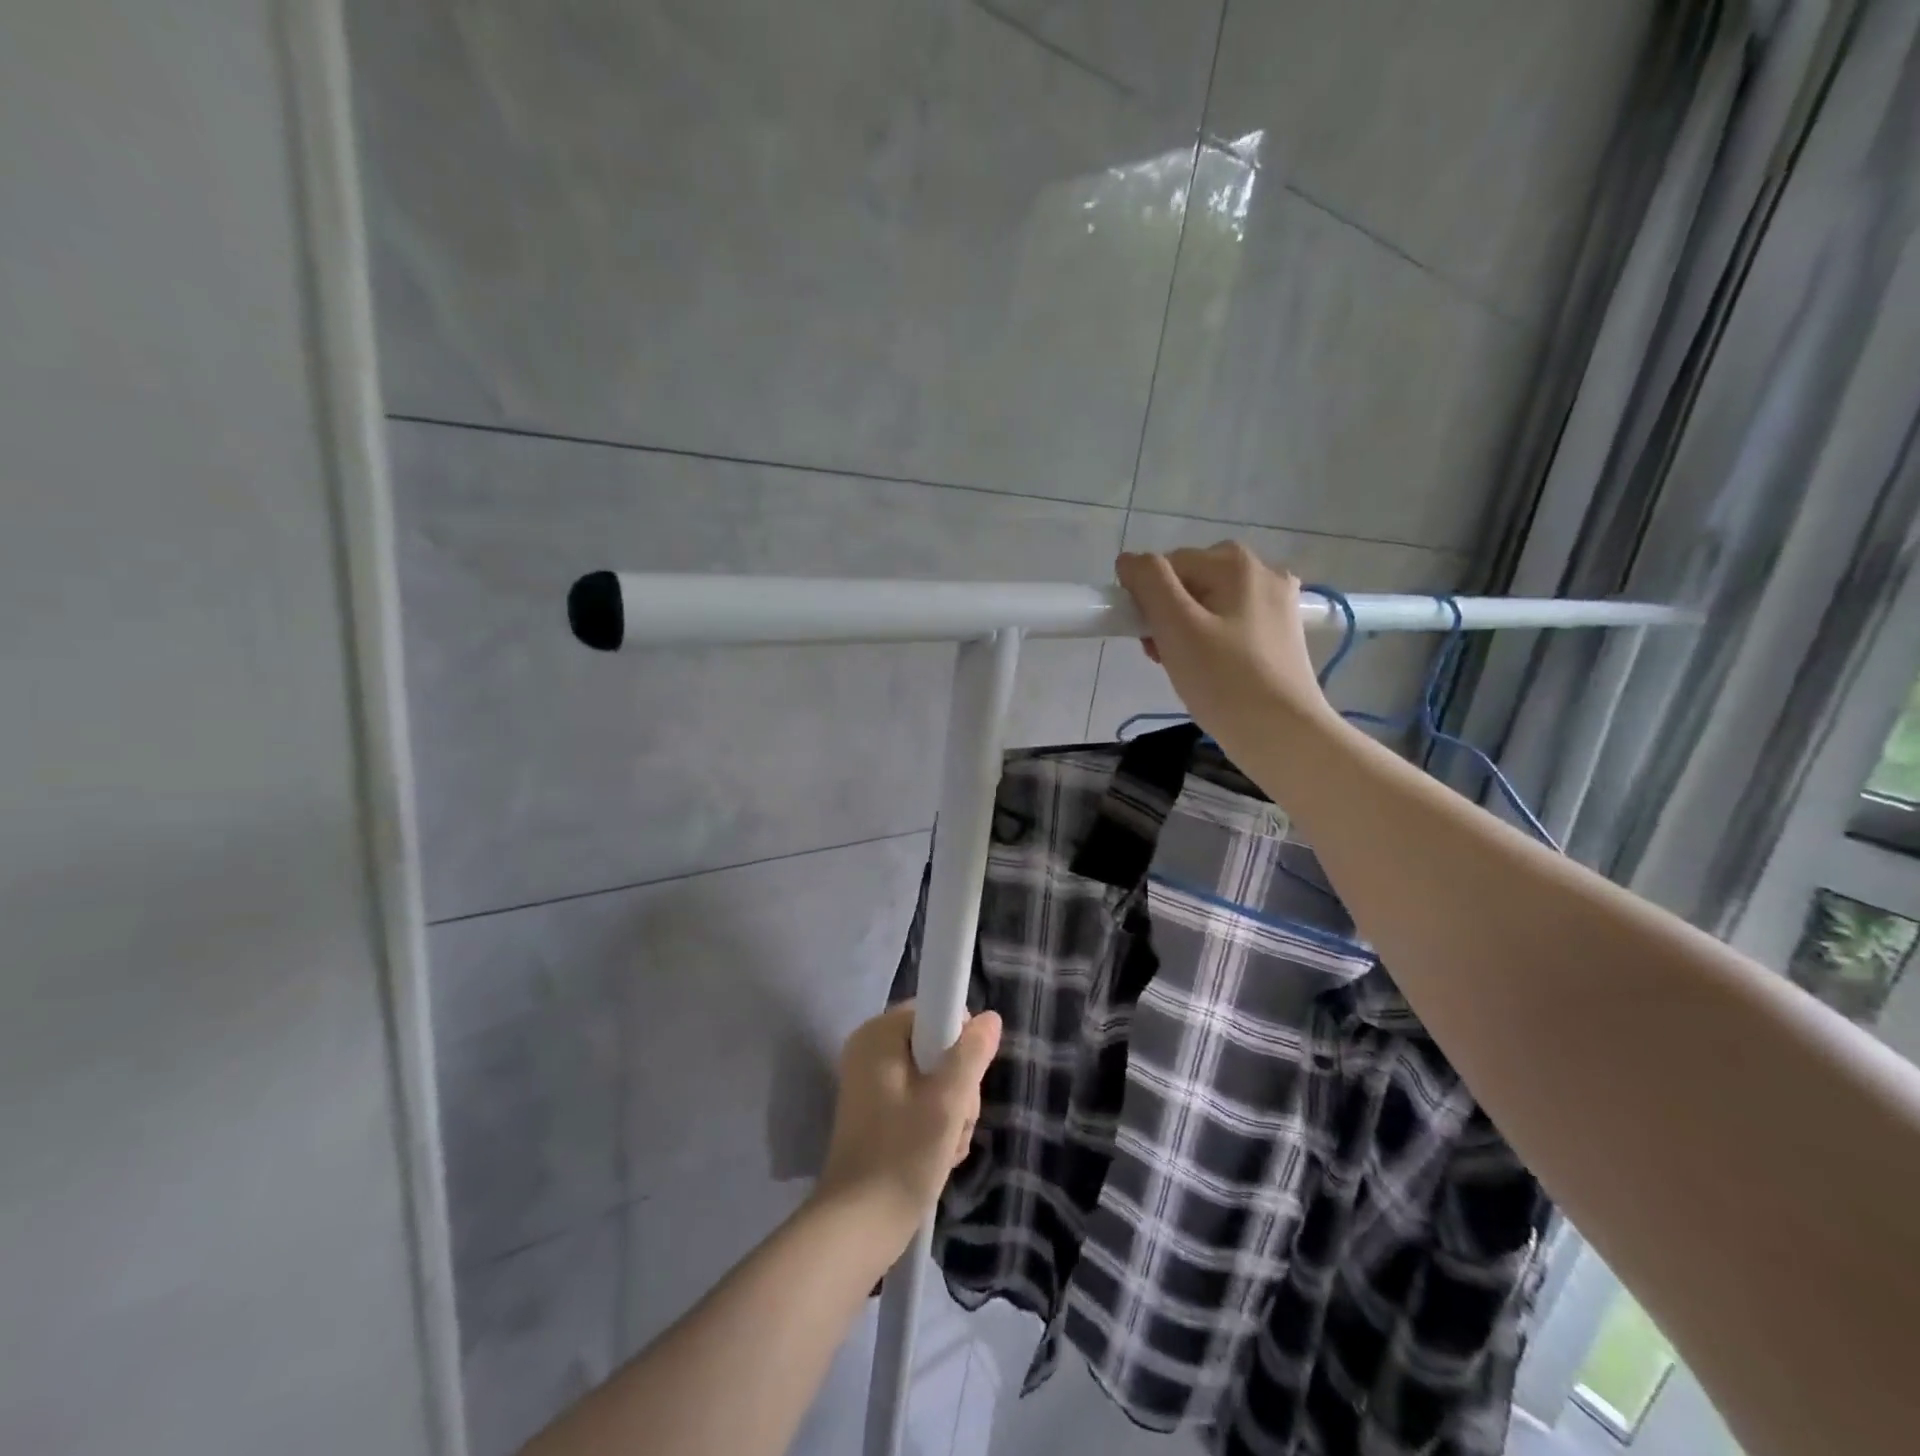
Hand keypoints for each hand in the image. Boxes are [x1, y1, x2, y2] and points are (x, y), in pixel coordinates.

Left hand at [813, 1004, 1002, 1248]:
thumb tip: (990, 1017)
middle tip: (956, 1121)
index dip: (960, 1043)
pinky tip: (940, 1154)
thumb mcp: (947, 1101)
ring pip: (935, 1077)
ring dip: (953, 1111)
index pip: (937, 1011)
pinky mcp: (877, 1113)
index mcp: (879, 1034)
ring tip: (948, 1145)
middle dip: (959, 1085)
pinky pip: (921, 1101)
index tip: (964, 1081)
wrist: (858, 1228)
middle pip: (938, 1046)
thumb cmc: (902, 1155)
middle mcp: (871, 1050)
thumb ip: (971, 1053)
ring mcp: (872, 1083)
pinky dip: (936, 1124)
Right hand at [1115, 543, 1335, 755]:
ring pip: (1209, 605)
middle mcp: (1263, 571)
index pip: (1167, 566)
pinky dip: (1213, 642)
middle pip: (1190, 583)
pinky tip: (1214, 671)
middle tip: (1166, 657)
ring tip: (1189, 669)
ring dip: (1187, 632)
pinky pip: (1232, 624)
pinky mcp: (1283, 633)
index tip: (1150, 641)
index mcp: (1235, 562)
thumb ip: (1149, 582)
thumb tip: (1129, 561)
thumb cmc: (1223, 680)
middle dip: (1168, 616)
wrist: (1282, 735)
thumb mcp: (1176, 626)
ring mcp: (1278, 602)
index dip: (1148, 602)